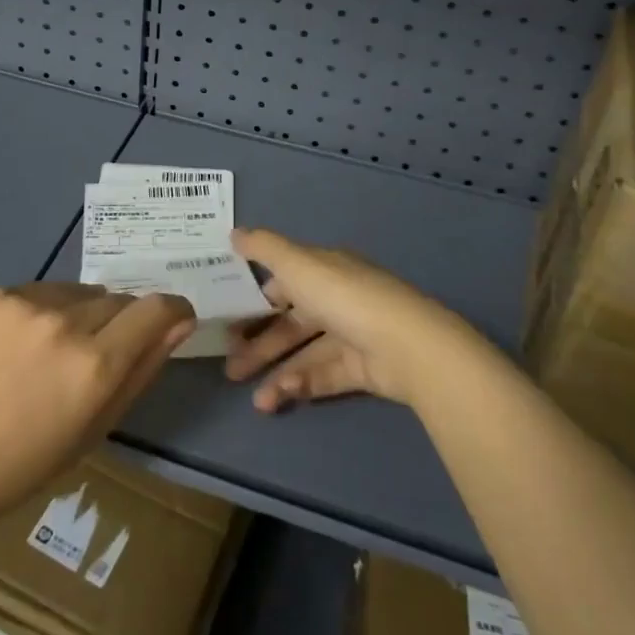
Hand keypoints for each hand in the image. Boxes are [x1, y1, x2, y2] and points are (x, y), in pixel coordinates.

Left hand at [0, 283, 193, 528]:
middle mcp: (65, 322)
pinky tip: (13, 346)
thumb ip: (143, 369)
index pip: (157, 308)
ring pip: (78, 292)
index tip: (169, 322)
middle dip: (118, 324)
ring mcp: (24, 303)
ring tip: (46, 353)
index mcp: (95, 364)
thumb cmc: (24, 464)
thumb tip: (180, 322)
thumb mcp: (96, 428)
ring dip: (78, 314)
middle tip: (90, 359)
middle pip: (118, 300)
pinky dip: (38, 312)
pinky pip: (38, 291)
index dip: (172, 311)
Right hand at [224, 228, 474, 412]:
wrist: (407, 346)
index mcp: (324, 269)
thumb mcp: (298, 264)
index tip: (227, 317)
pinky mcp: (363, 369)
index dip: (256, 298)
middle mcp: (337, 299)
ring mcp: (352, 335)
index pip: (285, 281)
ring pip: (306, 354)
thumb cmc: (344, 297)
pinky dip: (302, 384)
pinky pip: (325, 376)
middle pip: (292, 323)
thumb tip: (234, 233)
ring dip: (278, 374)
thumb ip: (264, 248)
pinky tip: (281, 396)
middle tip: (230, 369)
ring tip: (255, 401)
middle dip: (260, 345)